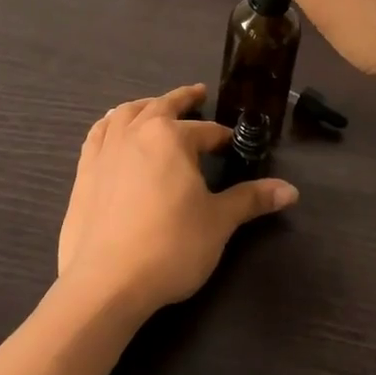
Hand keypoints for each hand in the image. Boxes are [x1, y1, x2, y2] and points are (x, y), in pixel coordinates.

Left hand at [57, 84, 297, 320]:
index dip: (222, 137)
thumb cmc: (170, 246)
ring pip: (126, 113)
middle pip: (163, 106)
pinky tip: (112, 129)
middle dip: (184, 99)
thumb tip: (290, 191)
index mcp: (171, 137)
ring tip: (155, 106)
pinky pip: (98, 133)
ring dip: (145, 106)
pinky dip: (110, 123)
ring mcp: (105, 149)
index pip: (205, 130)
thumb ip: (251, 200)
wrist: (106, 281)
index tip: (233, 144)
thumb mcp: (218, 222)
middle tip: (198, 93)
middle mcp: (136, 132)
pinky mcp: (84, 170)